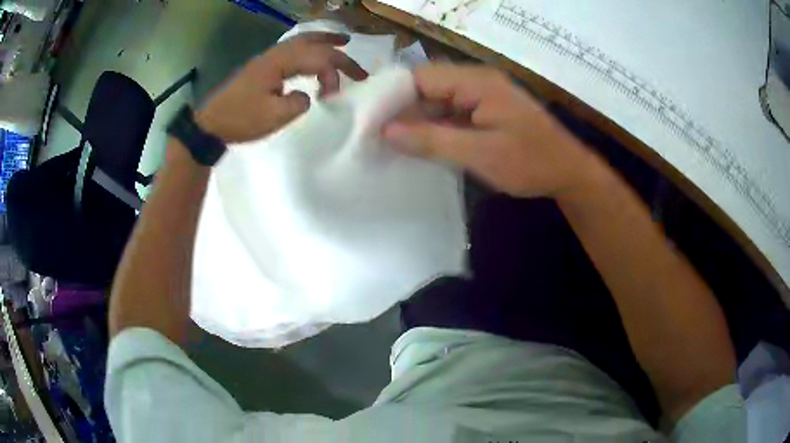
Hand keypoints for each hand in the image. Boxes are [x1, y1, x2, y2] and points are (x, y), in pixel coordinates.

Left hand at [195, 32, 367, 143]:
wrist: (210, 124)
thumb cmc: (240, 120)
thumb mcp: (273, 116)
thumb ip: (298, 103)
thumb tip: (308, 96)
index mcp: (279, 64)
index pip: (318, 58)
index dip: (337, 70)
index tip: (345, 90)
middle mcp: (274, 55)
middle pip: (310, 41)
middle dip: (335, 46)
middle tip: (353, 52)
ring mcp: (266, 59)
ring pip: (300, 41)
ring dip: (321, 40)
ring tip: (340, 43)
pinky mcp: (262, 68)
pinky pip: (291, 49)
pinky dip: (307, 48)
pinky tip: (310, 56)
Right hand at [382, 64, 604, 198]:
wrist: (569, 173)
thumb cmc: (531, 162)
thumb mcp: (480, 153)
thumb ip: (432, 140)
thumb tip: (386, 132)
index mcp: (476, 82)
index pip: (421, 77)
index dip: (392, 96)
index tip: (367, 119)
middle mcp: (477, 81)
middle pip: (427, 87)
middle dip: (401, 109)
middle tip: (373, 134)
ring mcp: (482, 96)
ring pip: (437, 101)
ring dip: (416, 120)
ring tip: (389, 142)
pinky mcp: (485, 111)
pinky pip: (451, 113)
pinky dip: (434, 127)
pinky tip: (418, 144)